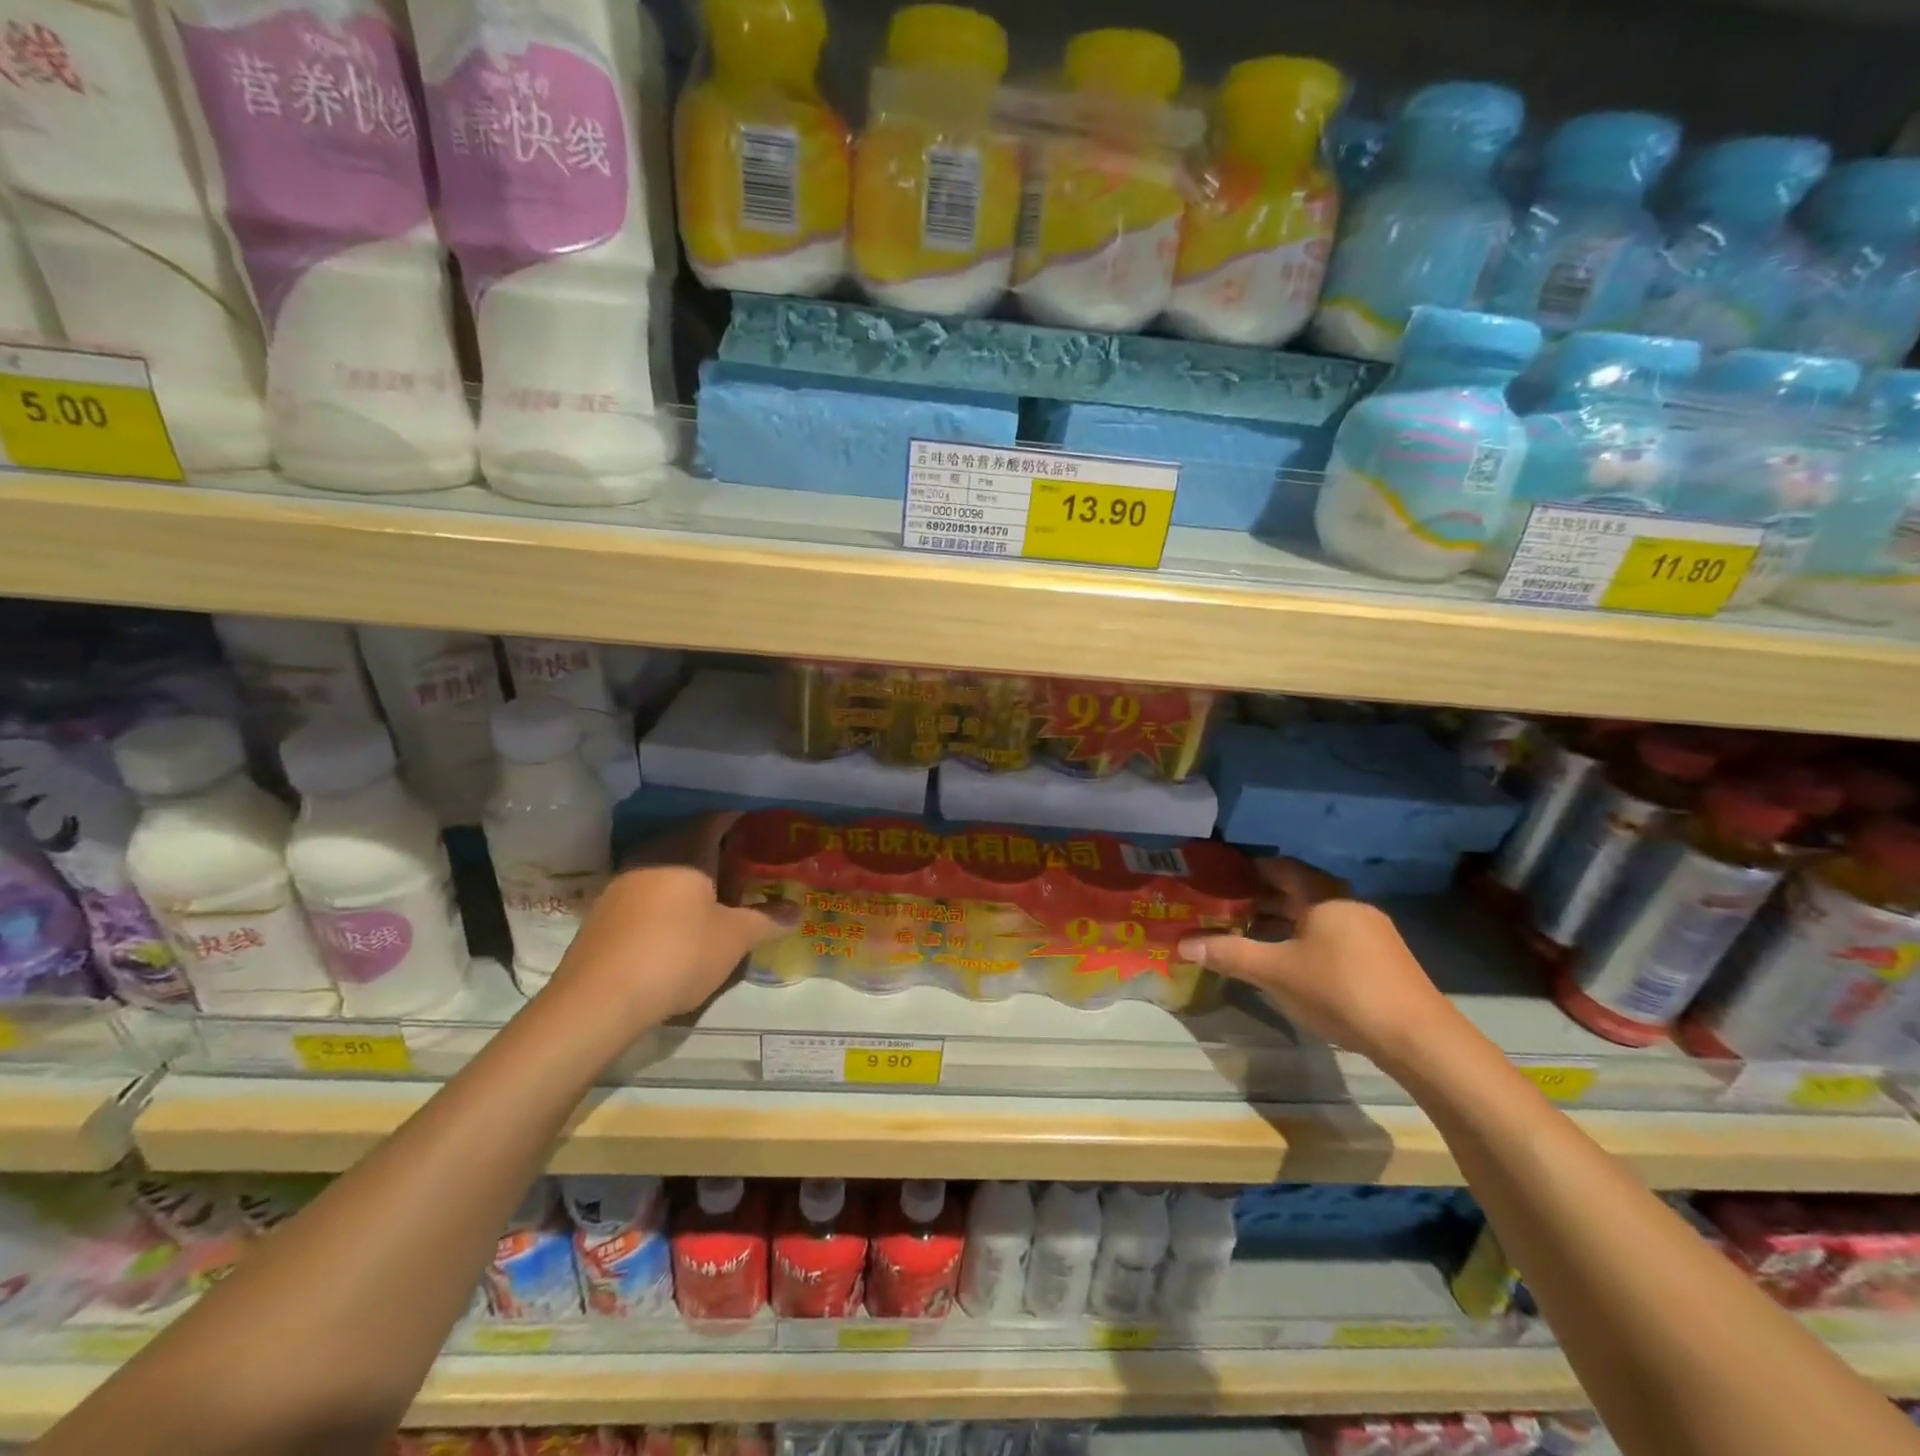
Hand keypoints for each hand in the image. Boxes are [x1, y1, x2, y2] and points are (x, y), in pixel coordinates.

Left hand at [546, 814, 796, 1029]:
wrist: (598, 1000)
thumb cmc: (678, 953)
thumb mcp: (734, 938)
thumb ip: (767, 920)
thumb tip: (797, 911)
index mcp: (685, 851)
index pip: (716, 819)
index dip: (740, 822)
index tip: (761, 832)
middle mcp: (651, 857)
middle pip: (689, 842)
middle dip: (718, 852)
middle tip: (746, 869)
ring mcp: (622, 884)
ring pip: (665, 868)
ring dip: (691, 878)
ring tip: (718, 900)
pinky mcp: (603, 914)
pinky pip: (646, 893)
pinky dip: (668, 899)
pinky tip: (680, 926)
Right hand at [1178, 858, 1459, 1068]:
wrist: (1417, 1037)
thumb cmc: (1339, 990)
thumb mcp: (1276, 972)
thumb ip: (1229, 954)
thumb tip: (1182, 944)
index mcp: (1325, 898)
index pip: (1285, 869)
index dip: (1255, 868)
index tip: (1228, 874)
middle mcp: (1350, 906)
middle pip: (1302, 893)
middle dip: (1267, 898)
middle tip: (1231, 905)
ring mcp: (1373, 933)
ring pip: (1320, 917)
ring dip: (1288, 922)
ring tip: (1255, 934)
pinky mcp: (1385, 960)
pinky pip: (1336, 937)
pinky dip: (1309, 940)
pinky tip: (1295, 963)